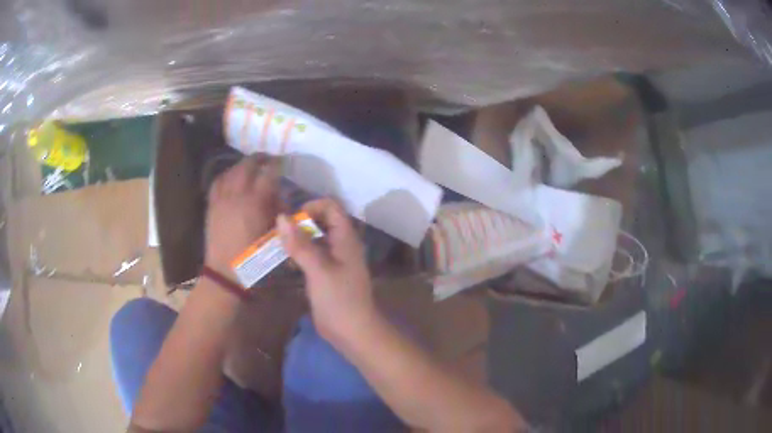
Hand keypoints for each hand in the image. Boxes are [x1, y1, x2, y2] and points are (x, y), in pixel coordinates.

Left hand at [205, 154, 280, 276]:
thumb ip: (279, 215)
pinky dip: (226, 175)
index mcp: (255, 203)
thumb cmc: (254, 261)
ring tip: (251, 166)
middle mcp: (237, 195)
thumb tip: (280, 200)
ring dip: (243, 165)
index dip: (277, 164)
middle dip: (259, 158)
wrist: (225, 275)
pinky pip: (217, 182)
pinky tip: (231, 177)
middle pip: (247, 165)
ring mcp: (221, 199)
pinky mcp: (212, 206)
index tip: (283, 162)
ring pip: (231, 171)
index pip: (268, 173)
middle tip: (268, 159)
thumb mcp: (275, 238)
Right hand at [277, 199, 376, 343]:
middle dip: (301, 221)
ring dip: (299, 237)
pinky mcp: (327, 273)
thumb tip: (281, 217)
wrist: (352, 332)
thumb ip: (300, 244)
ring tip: (279, 244)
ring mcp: (335, 259)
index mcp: (346, 238)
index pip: (331, 207)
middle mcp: (342, 244)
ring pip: (316, 238)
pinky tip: (287, 260)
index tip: (291, 219)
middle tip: (280, 232)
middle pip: (322, 220)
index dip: (311, 207)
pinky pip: (313, 254)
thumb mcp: (318, 270)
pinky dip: (300, 252)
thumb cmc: (339, 300)